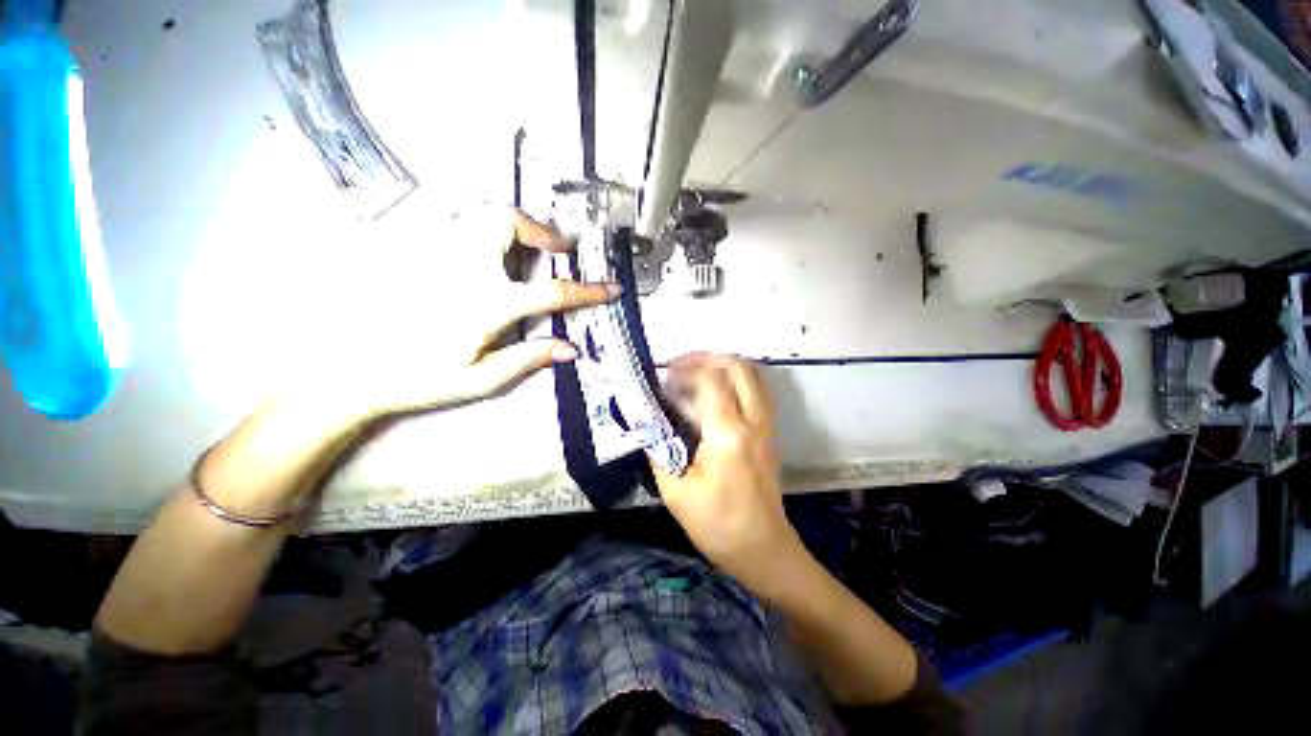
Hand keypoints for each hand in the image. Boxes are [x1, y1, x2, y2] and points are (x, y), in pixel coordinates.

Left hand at [291, 205, 617, 422]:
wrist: (348, 371)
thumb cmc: (419, 379)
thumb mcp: (481, 379)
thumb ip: (529, 358)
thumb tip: (571, 348)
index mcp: (485, 303)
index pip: (551, 292)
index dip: (588, 290)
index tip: (611, 288)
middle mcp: (460, 265)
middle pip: (507, 222)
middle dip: (541, 230)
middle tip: (556, 248)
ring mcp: (429, 250)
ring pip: (475, 209)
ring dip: (510, 221)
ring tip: (522, 242)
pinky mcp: (406, 246)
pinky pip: (443, 214)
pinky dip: (472, 219)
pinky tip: (478, 239)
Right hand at [651, 353, 808, 596]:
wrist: (763, 549)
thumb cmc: (718, 525)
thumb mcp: (676, 492)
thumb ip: (660, 449)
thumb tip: (648, 420)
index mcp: (728, 434)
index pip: (710, 380)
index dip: (685, 369)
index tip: (664, 375)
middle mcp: (753, 420)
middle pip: (738, 367)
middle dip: (707, 357)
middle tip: (680, 366)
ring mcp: (767, 425)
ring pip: (753, 374)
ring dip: (724, 364)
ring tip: (696, 373)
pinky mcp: (771, 432)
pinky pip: (758, 390)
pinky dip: (737, 378)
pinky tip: (716, 391)